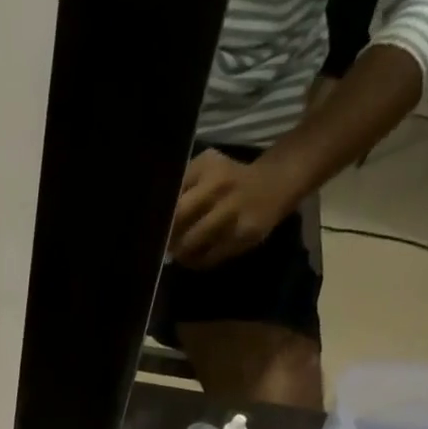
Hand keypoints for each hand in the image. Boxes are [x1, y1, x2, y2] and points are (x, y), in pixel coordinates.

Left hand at [168, 148, 297, 269]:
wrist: (275, 184)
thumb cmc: (230, 179)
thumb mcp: (206, 169)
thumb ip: (182, 186)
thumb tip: (155, 217)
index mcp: (206, 167)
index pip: (171, 194)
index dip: (158, 215)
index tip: (152, 227)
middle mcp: (219, 186)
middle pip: (178, 217)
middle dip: (166, 235)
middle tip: (163, 244)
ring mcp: (232, 213)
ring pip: (191, 243)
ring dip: (180, 252)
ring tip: (179, 252)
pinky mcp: (241, 237)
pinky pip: (208, 258)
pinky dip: (196, 261)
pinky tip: (196, 257)